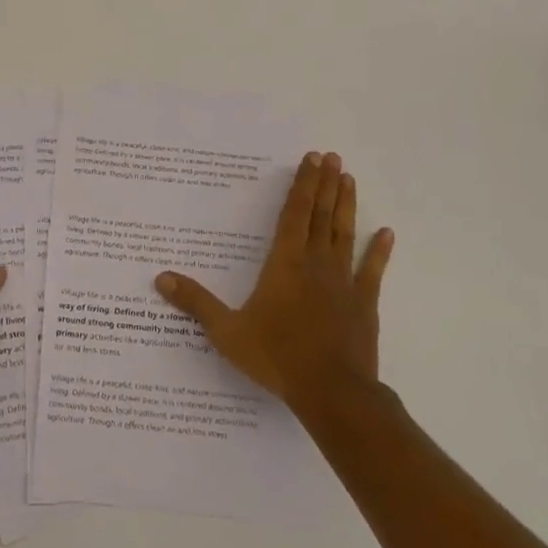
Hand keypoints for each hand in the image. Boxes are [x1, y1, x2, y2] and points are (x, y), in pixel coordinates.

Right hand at [155, 152, 392, 414]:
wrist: (331, 391)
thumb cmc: (276, 357)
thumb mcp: (227, 331)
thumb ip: (196, 302)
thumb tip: (161, 278)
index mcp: (284, 264)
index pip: (293, 214)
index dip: (301, 185)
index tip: (311, 159)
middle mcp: (315, 264)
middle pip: (320, 215)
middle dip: (324, 184)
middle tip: (332, 156)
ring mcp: (343, 282)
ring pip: (344, 234)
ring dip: (346, 205)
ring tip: (349, 178)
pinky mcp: (363, 303)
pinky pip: (372, 270)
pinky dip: (379, 251)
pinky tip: (386, 233)